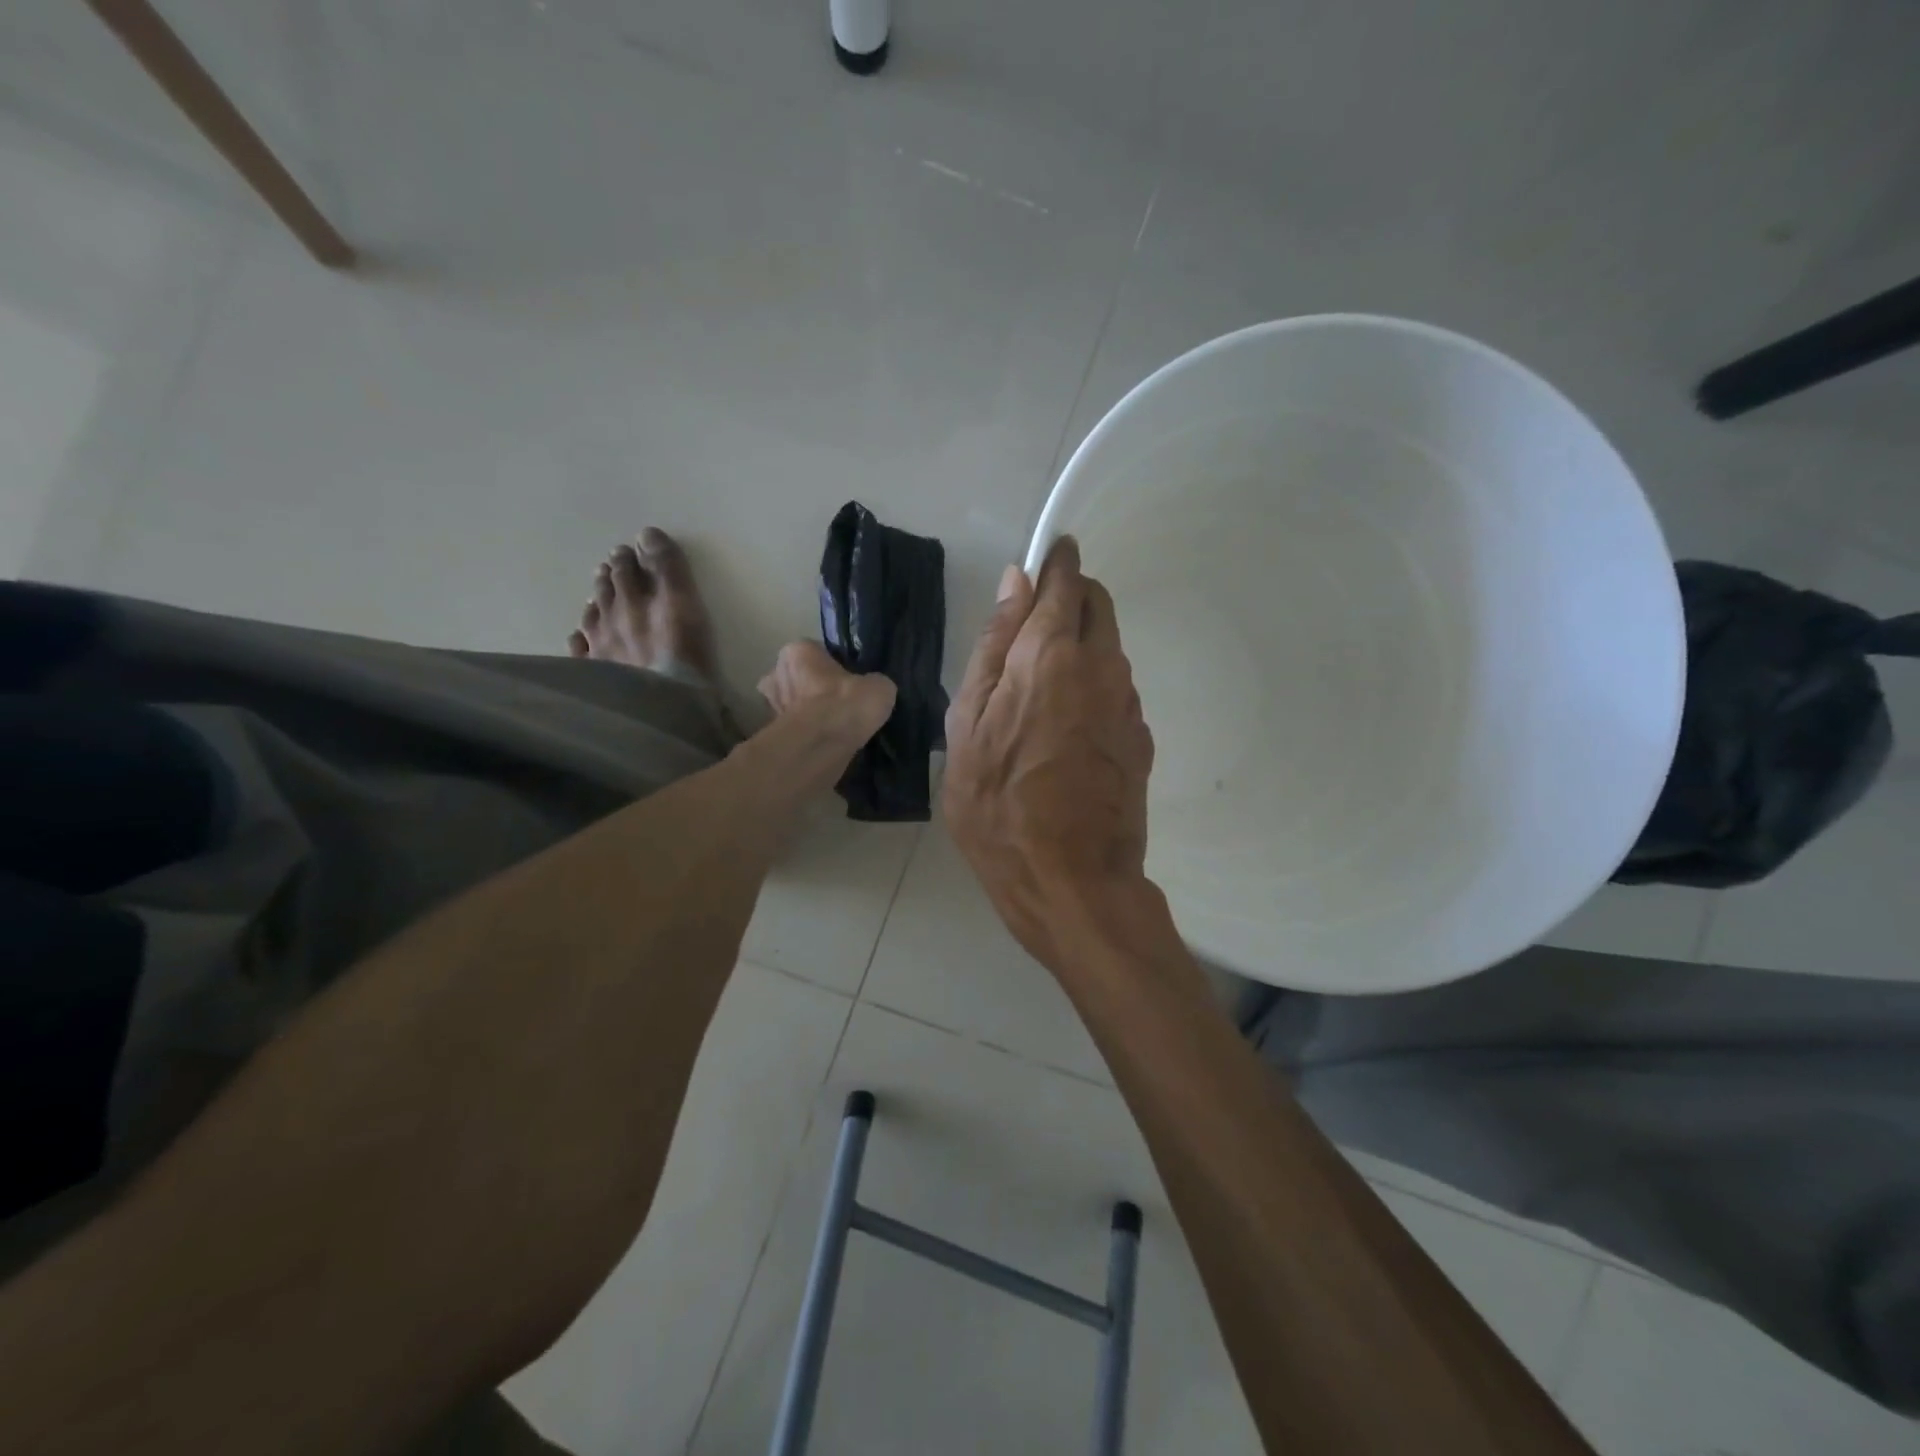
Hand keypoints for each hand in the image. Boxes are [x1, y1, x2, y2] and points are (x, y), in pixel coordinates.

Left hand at [758, 640, 896, 751]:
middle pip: (801, 678)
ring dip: (811, 714)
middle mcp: (776, 673)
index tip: (851, 681)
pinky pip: (797, 730)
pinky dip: (809, 735)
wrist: (821, 747)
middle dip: (816, 689)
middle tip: (842, 704)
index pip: (816, 652)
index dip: (835, 667)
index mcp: (797, 651)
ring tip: (837, 727)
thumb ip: (873, 683)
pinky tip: (828, 744)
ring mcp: (771, 706)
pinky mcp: (775, 735)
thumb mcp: (879, 686)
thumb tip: (873, 690)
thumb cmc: (846, 704)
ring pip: (795, 705)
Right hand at [943, 539, 1154, 961]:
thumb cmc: (998, 807)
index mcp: (1051, 656)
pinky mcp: (1142, 737)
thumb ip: (994, 648)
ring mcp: (1129, 703)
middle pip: (1098, 605)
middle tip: (1034, 625)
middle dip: (1072, 597)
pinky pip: (1117, 689)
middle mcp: (1102, 667)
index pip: (1065, 581)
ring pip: (1111, 647)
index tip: (1048, 555)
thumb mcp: (968, 726)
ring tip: (1041, 687)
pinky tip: (1067, 727)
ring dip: (1083, 643)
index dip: (1057, 562)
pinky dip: (1095, 684)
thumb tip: (1015, 584)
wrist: (1071, 881)